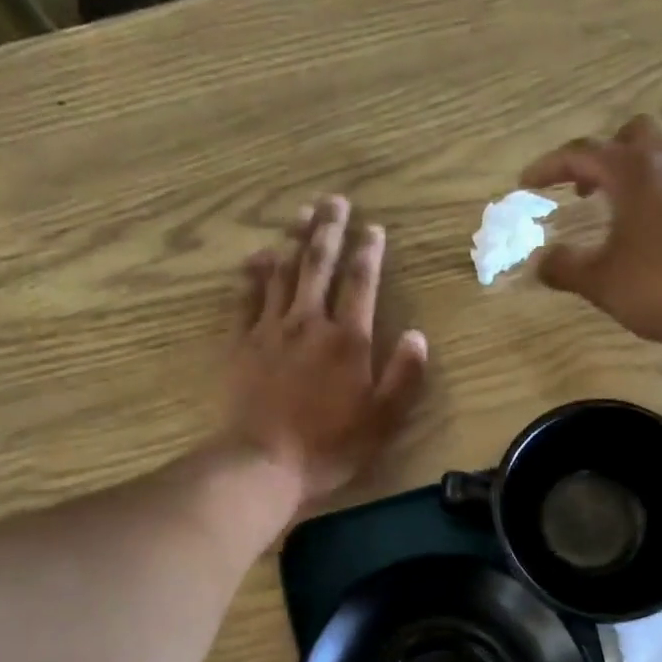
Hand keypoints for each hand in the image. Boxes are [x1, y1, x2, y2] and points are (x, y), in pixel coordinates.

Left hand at [220, 196, 428, 508]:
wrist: (263, 461)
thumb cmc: (330, 445)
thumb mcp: (383, 419)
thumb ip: (404, 376)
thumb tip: (419, 335)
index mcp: (348, 339)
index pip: (361, 282)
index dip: (369, 252)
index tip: (373, 227)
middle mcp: (309, 322)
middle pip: (319, 264)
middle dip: (330, 229)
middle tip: (335, 200)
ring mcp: (271, 329)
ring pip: (284, 272)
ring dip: (294, 240)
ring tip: (302, 213)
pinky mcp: (242, 343)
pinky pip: (247, 298)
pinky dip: (254, 274)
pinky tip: (257, 256)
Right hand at [522, 116, 661, 358]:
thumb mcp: (603, 282)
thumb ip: (566, 268)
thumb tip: (540, 262)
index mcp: (635, 172)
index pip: (583, 153)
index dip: (549, 166)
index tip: (526, 183)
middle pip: (631, 136)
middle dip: (601, 156)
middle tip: (582, 189)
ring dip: (633, 174)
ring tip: (616, 212)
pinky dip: (658, 192)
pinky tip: (654, 232)